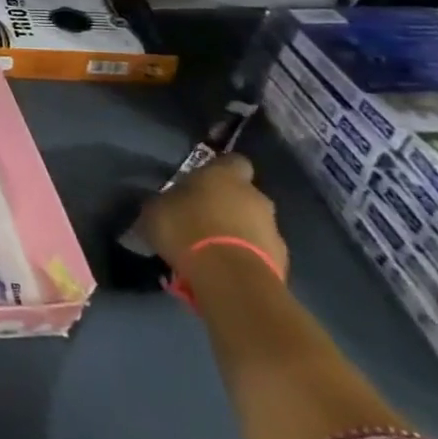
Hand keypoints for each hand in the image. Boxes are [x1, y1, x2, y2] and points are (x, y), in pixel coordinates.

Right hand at [134, 153, 287, 279]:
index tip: (201, 181)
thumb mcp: (156, 210)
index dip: (219, 169)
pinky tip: (224, 268)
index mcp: (225, 175)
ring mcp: (273, 229)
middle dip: (227, 204)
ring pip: (254, 224)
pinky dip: (245, 256)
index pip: (232, 161)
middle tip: (202, 219)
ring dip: (237, 232)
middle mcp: (255, 196)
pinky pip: (259, 252)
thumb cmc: (187, 229)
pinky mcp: (281, 260)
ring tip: (211, 249)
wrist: (230, 278)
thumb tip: (165, 203)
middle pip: (244, 195)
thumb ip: (165, 202)